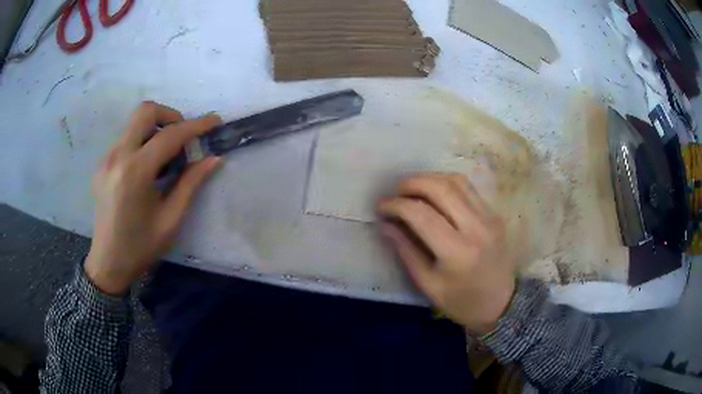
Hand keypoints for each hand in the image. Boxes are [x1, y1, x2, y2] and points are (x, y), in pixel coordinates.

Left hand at [85, 101, 222, 294]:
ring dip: (155, 129)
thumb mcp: (171, 219)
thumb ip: (190, 184)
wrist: (108, 263)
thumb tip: (213, 159)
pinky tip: (148, 168)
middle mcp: (118, 156)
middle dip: (169, 116)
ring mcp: (106, 159)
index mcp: (135, 172)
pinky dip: (142, 141)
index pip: (169, 135)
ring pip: (134, 123)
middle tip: (182, 138)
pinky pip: (126, 139)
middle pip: (145, 111)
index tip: (214, 120)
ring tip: (166, 156)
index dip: (195, 125)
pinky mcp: (102, 165)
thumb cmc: (141, 247)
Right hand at [377, 173, 516, 334]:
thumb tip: (385, 224)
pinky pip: (468, 187)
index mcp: (457, 252)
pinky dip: (446, 183)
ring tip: (411, 188)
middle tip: (395, 192)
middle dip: (411, 183)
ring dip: (429, 178)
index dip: (396, 205)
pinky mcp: (494, 213)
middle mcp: (476, 227)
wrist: (502, 303)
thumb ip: (406, 251)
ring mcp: (489, 217)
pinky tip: (434, 192)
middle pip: (440, 188)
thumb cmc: (462, 302)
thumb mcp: (428, 285)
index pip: (421, 215)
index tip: (380, 206)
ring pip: (456, 181)